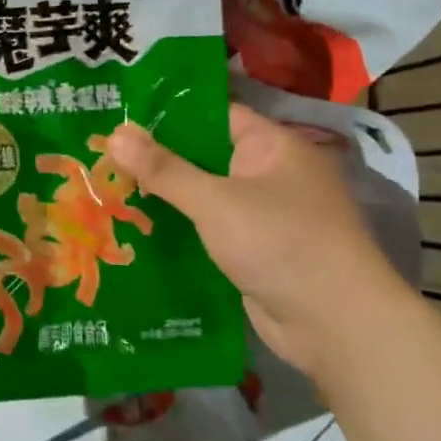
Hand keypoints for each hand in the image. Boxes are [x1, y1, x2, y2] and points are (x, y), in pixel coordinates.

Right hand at [106, 104, 408, 376]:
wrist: (339, 328)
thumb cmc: (282, 245)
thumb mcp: (215, 201)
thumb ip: (163, 169)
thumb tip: (114, 133)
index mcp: (272, 147)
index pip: (214, 114)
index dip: (168, 112)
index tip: (120, 114)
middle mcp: (271, 175)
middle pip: (205, 155)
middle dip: (157, 157)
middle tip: (101, 152)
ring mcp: (265, 215)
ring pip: (204, 195)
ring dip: (165, 196)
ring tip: (107, 186)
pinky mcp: (256, 251)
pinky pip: (210, 228)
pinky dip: (180, 227)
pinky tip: (137, 227)